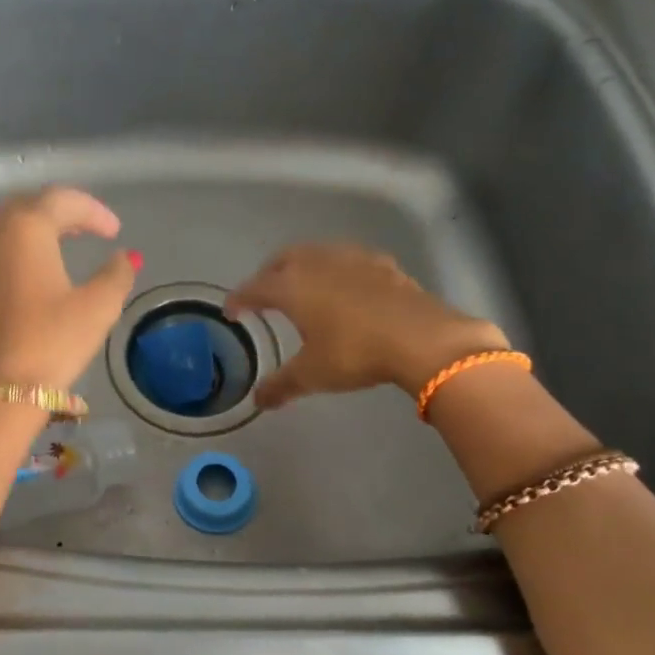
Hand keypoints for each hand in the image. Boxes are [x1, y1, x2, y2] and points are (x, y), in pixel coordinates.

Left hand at [0, 186, 139, 391]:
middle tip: (86, 230)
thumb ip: (117, 274)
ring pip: (3, 230)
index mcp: (25, 229)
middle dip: (60, 213)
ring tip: (59, 249)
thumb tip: (126, 258)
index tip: (114, 231)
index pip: (62, 200)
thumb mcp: (97, 308)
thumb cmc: (50, 343)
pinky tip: (29, 279)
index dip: (93, 211)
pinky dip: (14, 256)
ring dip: (34, 232)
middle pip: (27, 207)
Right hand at [224, 244, 507, 409]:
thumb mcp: (312, 375)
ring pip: (315, 253)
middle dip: (267, 275)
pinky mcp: (381, 263)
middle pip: (281, 260)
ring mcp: (350, 258)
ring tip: (302, 287)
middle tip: (264, 295)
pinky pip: (346, 259)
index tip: (232, 313)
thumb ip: (281, 386)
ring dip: (301, 266)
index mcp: (291, 287)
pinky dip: (335, 269)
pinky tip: (344, 285)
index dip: (239, 300)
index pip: (254, 288)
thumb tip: (259, 402)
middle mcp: (316, 263)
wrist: (422, 338)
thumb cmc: (355, 353)